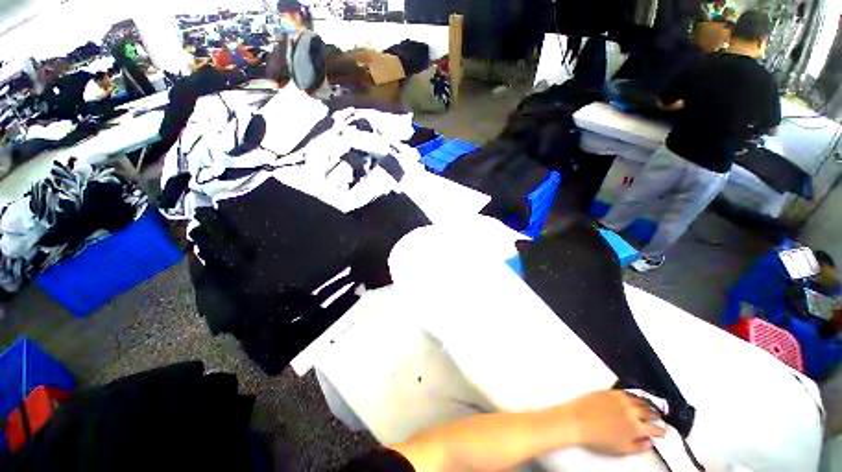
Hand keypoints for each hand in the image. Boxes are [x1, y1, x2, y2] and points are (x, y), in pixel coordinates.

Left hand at [557, 391, 666, 455]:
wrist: (575, 421)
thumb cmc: (596, 438)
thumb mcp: (621, 450)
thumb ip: (639, 446)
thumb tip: (650, 442)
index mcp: (635, 427)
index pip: (656, 428)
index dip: (662, 431)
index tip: (664, 432)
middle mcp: (630, 411)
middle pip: (650, 411)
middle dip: (656, 416)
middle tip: (658, 418)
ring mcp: (619, 399)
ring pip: (640, 400)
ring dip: (647, 404)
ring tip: (650, 407)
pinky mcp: (609, 391)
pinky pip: (626, 392)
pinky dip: (634, 396)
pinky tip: (634, 399)